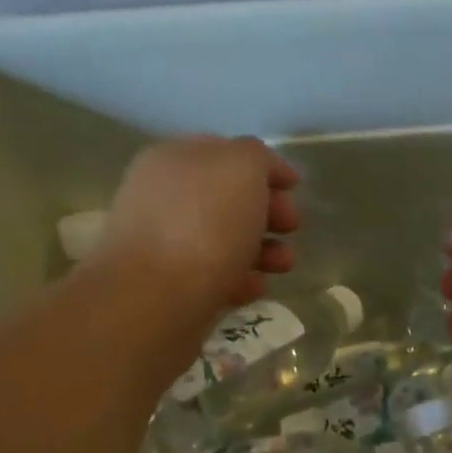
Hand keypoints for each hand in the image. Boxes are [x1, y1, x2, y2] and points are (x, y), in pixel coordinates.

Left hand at [94, 136, 300, 311]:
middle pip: (227, 200)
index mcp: (174, 160)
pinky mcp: (173, 289)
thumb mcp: (241, 167)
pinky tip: (254, 288)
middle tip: (291, 227)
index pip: (225, 153)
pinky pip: (215, 278)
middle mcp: (165, 198)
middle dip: (267, 212)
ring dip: (262, 250)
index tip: (295, 188)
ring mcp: (166, 245)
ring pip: (225, 241)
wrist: (156, 299)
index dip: (265, 167)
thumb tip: (263, 171)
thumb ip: (257, 157)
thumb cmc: (203, 224)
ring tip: (284, 265)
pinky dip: (240, 280)